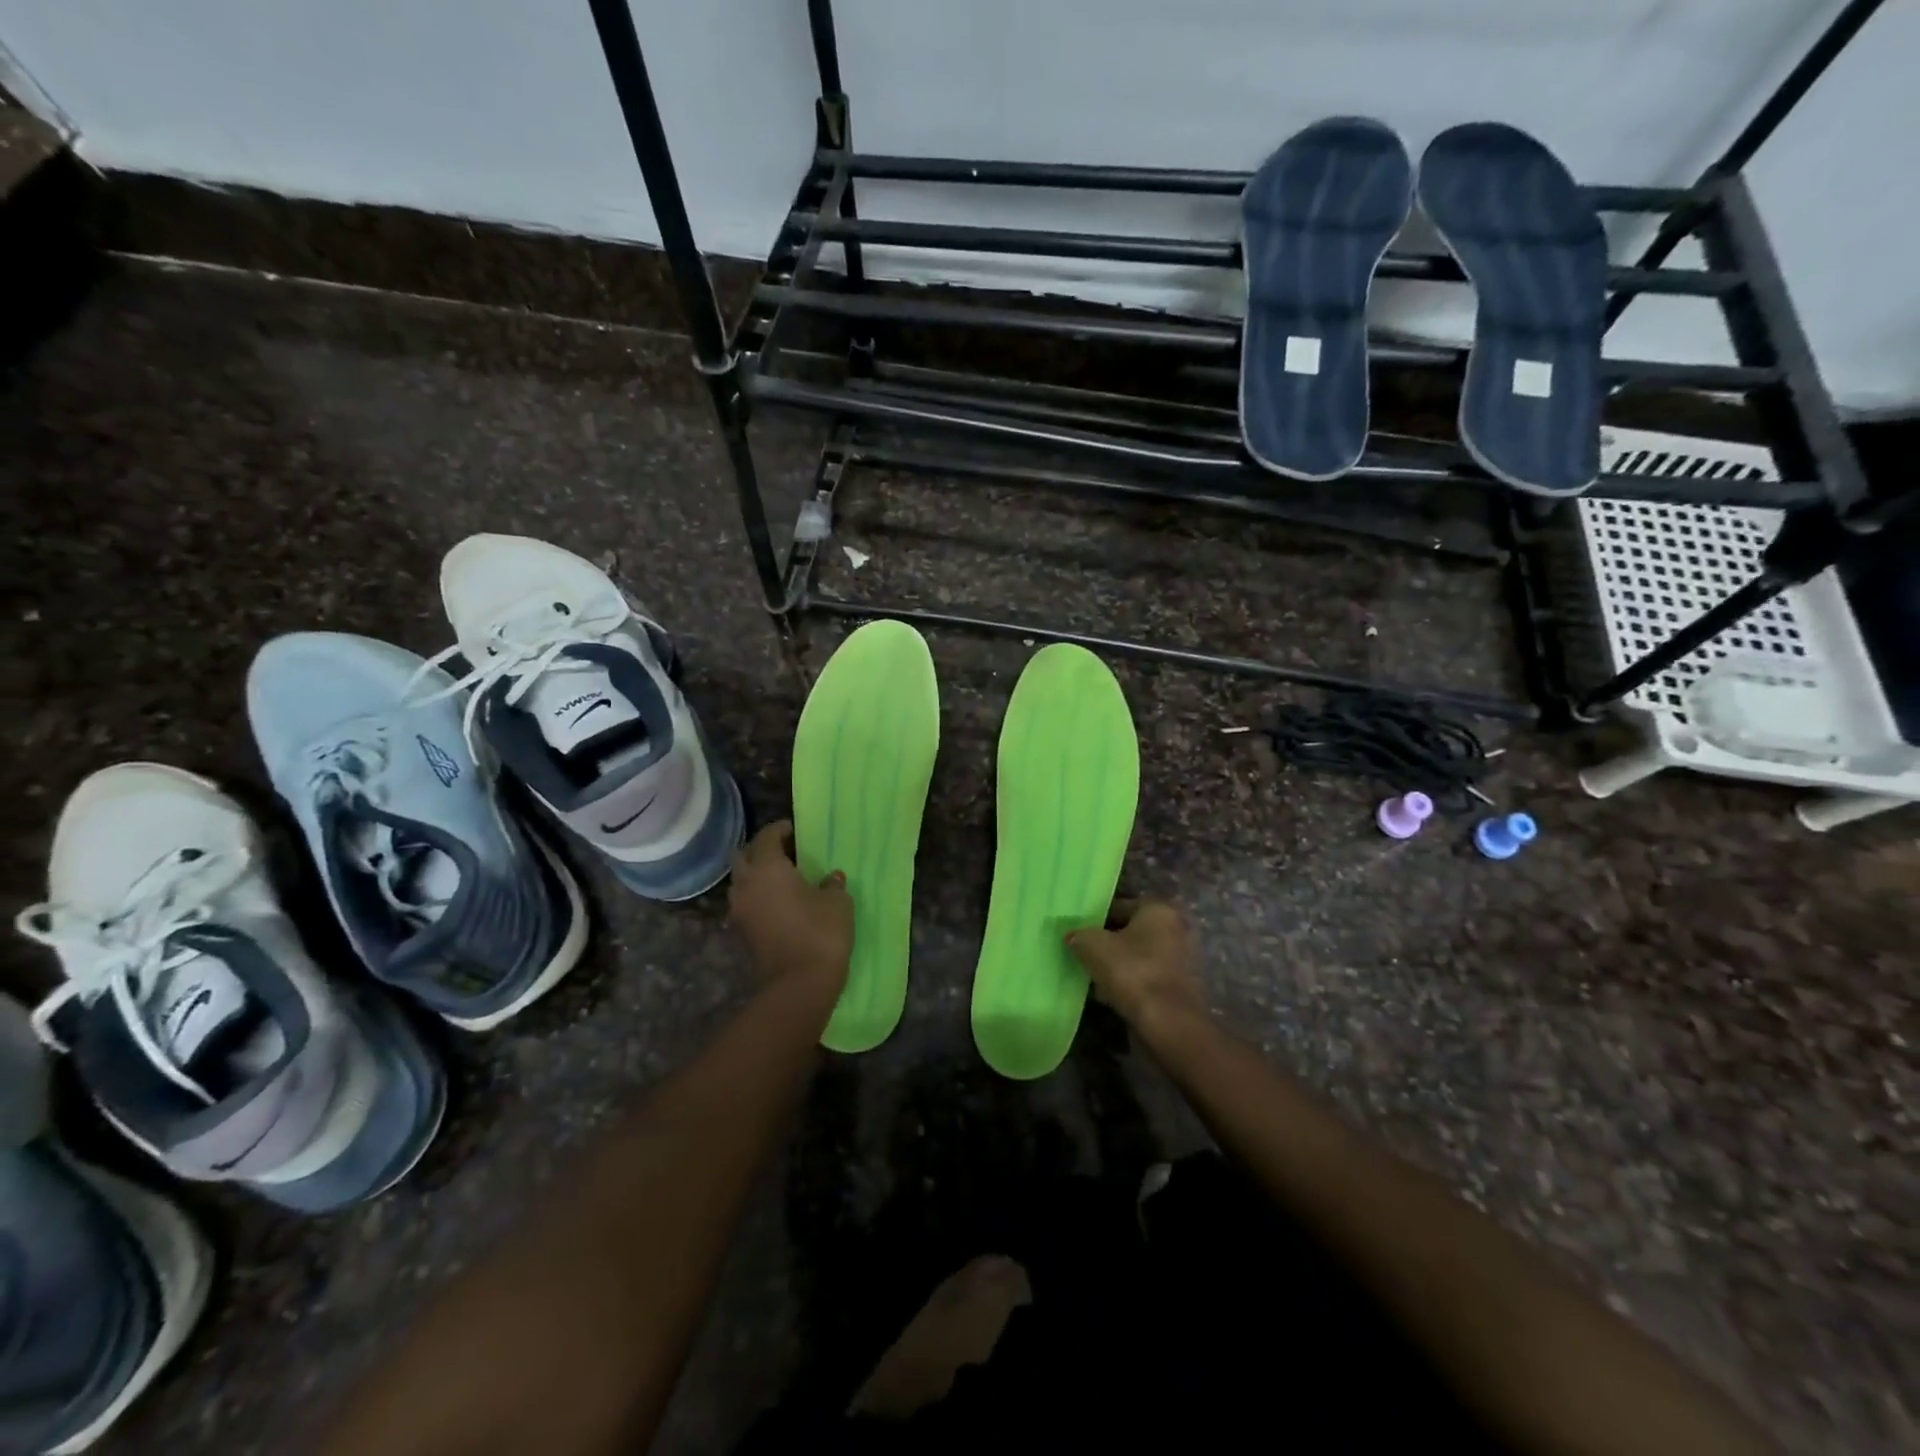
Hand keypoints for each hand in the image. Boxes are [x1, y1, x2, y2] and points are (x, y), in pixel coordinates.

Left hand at [729, 821, 853, 992]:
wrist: (800, 983)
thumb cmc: (820, 932)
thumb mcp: (837, 902)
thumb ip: (832, 884)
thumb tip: (830, 877)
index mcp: (767, 867)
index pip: (766, 836)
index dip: (780, 830)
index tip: (795, 829)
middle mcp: (747, 884)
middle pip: (745, 856)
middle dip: (761, 849)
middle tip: (785, 851)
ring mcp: (741, 910)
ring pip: (741, 881)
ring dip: (756, 874)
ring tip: (782, 877)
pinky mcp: (743, 932)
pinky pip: (746, 903)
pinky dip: (758, 896)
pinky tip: (779, 901)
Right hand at [1066, 899, 1206, 1034]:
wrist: (1169, 1024)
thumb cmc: (1133, 972)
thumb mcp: (1093, 947)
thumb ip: (1079, 936)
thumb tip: (1073, 936)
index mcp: (1159, 909)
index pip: (1120, 905)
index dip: (1096, 918)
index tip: (1079, 933)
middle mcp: (1178, 927)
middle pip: (1133, 931)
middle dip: (1110, 942)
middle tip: (1085, 954)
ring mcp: (1185, 958)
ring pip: (1141, 955)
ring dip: (1121, 964)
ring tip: (1095, 978)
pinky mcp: (1184, 986)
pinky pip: (1150, 976)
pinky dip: (1133, 982)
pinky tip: (1112, 996)